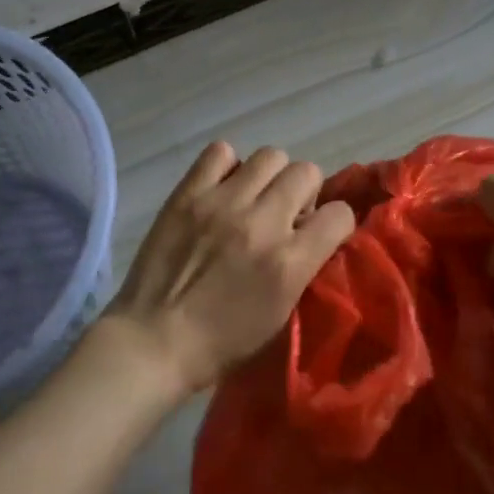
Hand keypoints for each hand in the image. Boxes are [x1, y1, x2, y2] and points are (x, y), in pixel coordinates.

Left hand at [104, 142, 356, 396]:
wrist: (153, 340)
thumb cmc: (220, 342)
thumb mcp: (280, 314)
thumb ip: (302, 267)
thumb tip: (311, 233)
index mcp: (289, 263)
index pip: (340, 214)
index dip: (335, 223)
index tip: (321, 232)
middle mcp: (262, 223)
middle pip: (307, 172)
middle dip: (304, 193)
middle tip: (285, 213)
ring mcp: (223, 203)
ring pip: (271, 155)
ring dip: (270, 176)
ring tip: (254, 197)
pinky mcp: (189, 193)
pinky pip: (221, 152)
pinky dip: (227, 166)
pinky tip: (221, 188)